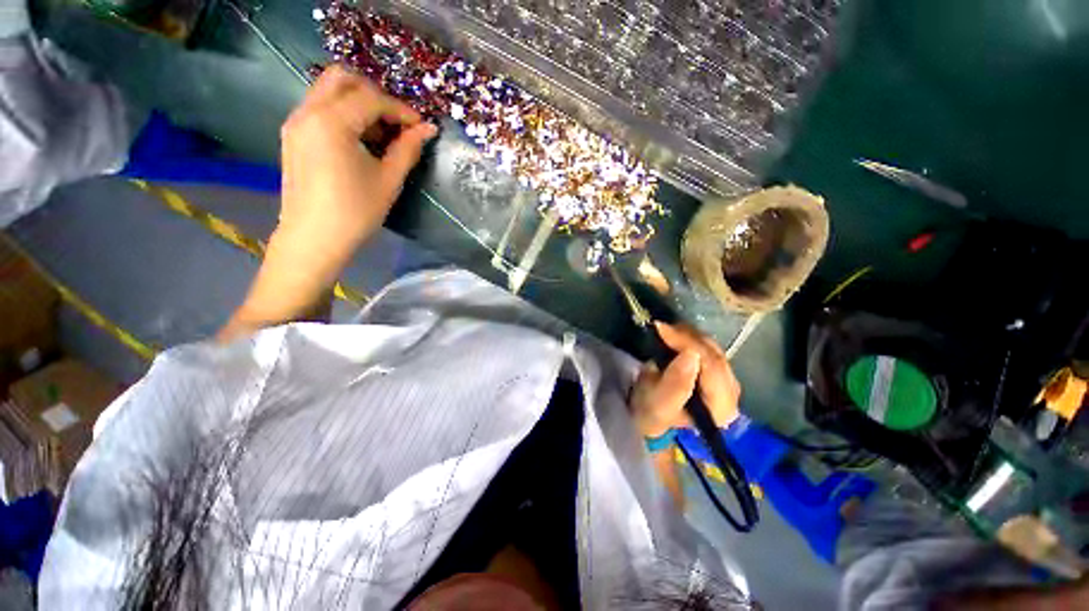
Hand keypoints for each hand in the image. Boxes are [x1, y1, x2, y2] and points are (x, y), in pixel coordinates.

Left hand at [277, 64, 436, 261]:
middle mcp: (308, 112)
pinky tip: (360, 141)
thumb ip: (408, 149)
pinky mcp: (293, 135)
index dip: (402, 110)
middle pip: (342, 78)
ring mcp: (296, 122)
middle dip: (376, 94)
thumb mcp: (388, 180)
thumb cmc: (355, 212)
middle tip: (397, 123)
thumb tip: (428, 129)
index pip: (372, 98)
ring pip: (329, 90)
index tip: (421, 128)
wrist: (314, 238)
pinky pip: (320, 107)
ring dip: (359, 102)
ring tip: (381, 135)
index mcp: (332, 122)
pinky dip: (343, 113)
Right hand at [630, 322, 740, 437]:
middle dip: (688, 337)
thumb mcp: (658, 405)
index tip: (662, 329)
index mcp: (721, 408)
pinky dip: (690, 340)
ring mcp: (727, 382)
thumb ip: (675, 384)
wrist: (652, 420)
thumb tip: (690, 355)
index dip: (688, 343)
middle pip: (715, 355)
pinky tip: (675, 337)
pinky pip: (708, 349)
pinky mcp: (717, 373)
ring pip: (713, 349)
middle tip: (662, 327)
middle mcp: (731, 394)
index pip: (711, 366)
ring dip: (688, 337)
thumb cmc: (653, 416)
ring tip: (666, 331)